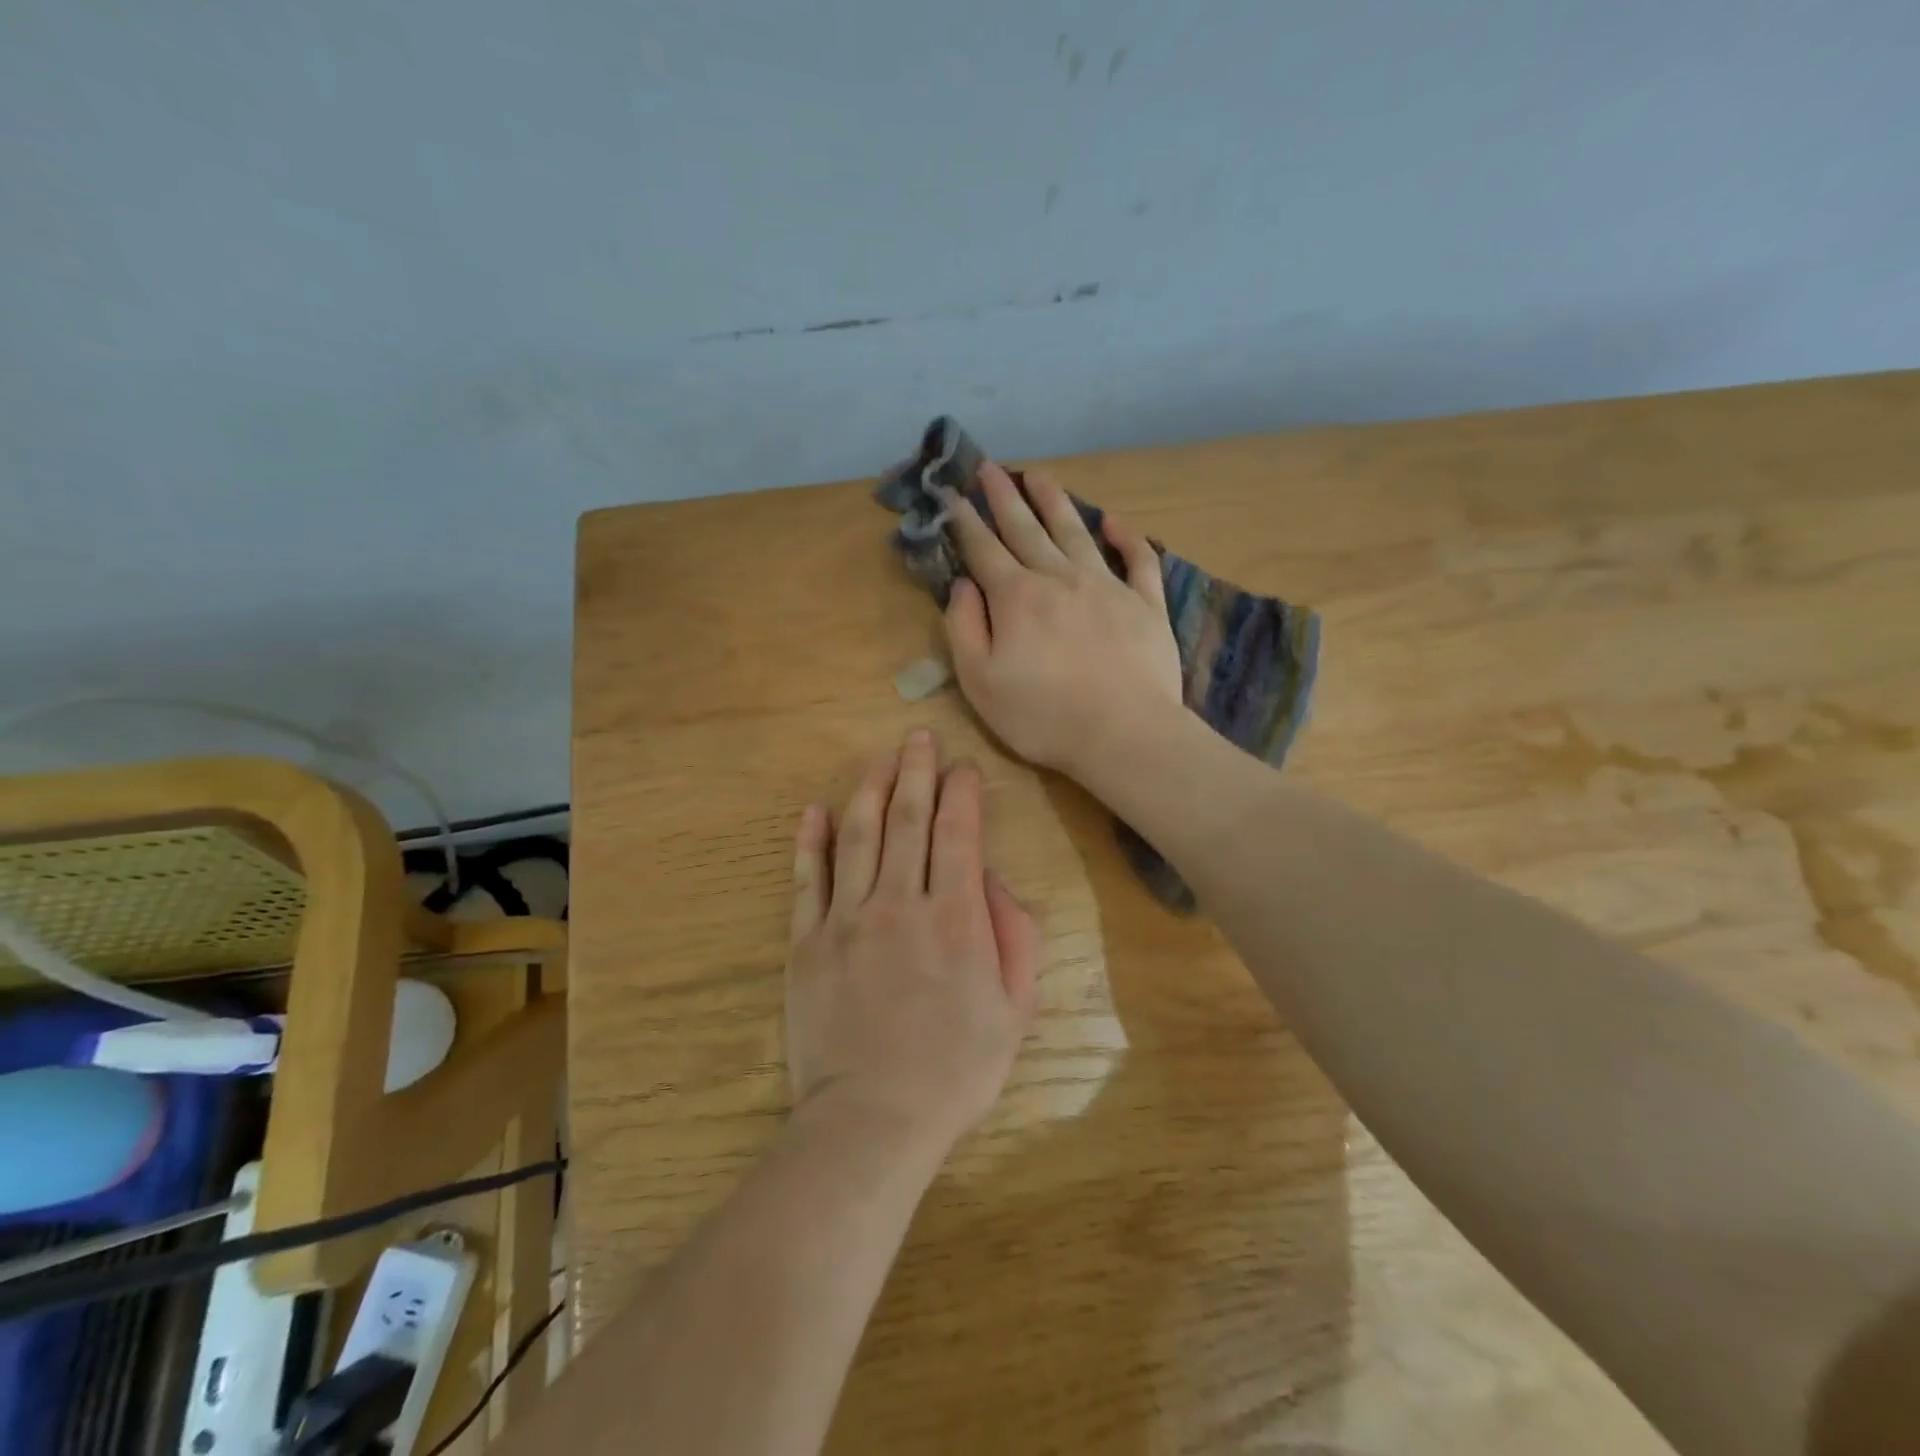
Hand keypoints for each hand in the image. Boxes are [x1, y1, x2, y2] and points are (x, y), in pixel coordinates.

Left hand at [785, 728, 1039, 1155]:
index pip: (958, 833)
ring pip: (857, 835)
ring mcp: (847, 920)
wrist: (873, 1119)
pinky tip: (814, 810)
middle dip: (916, 772)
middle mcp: (900, 903)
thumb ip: (1014, 936)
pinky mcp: (807, 942)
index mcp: (955, 918)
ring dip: (869, 789)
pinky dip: (810, 841)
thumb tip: (991, 880)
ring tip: (879, 758)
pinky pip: (808, 880)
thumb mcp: (1014, 1009)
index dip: (962, 792)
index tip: (964, 768)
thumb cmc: (955, 1069)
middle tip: (918, 737)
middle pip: (907, 820)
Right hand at [939, 461, 1182, 783]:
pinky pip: (1138, 559)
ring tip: (1039, 475)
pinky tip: (1114, 522)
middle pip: (1026, 528)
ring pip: (1076, 531)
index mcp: (1016, 597)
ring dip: (1055, 501)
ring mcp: (1107, 586)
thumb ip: (964, 628)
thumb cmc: (1043, 716)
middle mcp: (1059, 577)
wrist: (1124, 734)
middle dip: (1004, 496)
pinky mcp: (1146, 603)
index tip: (953, 494)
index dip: (965, 521)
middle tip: (990, 467)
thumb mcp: (980, 682)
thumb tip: (962, 585)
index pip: (983, 549)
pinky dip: (1126, 536)